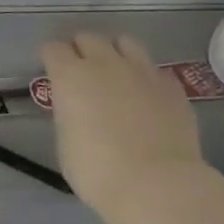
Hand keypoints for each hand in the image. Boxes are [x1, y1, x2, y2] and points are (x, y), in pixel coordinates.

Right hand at [42, 33, 204, 204]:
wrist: (157, 186)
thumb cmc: (97, 170)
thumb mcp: (65, 140)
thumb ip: (68, 112)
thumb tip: (77, 107)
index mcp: (70, 76)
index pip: (53, 48)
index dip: (50, 59)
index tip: (51, 73)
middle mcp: (105, 64)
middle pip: (88, 37)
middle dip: (80, 50)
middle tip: (81, 71)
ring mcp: (143, 72)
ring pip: (125, 42)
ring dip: (115, 53)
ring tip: (115, 73)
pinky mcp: (173, 87)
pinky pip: (154, 69)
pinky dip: (145, 77)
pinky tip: (145, 95)